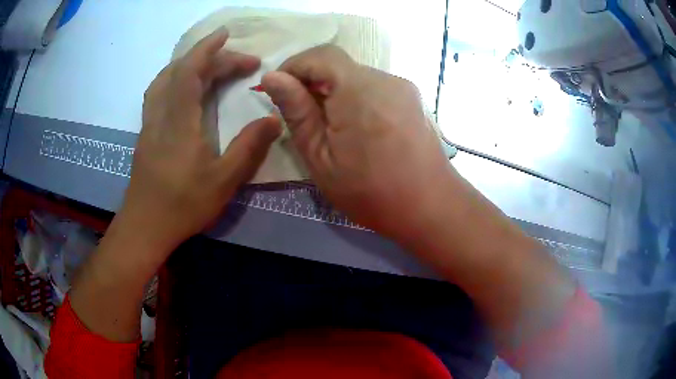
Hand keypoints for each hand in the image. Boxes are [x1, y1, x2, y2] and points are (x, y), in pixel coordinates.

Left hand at [121, 29, 280, 254]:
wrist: (146, 226)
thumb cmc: (183, 206)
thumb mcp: (223, 181)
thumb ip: (249, 148)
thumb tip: (273, 119)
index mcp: (179, 121)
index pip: (190, 71)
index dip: (208, 49)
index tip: (228, 35)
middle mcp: (161, 114)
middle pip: (181, 71)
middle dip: (211, 58)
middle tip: (242, 62)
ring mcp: (150, 122)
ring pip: (164, 79)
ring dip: (188, 64)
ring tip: (212, 65)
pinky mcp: (146, 132)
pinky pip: (159, 92)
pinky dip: (175, 78)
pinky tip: (186, 88)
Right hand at [261, 46, 453, 242]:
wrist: (429, 207)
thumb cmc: (370, 192)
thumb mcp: (320, 157)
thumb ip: (297, 112)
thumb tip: (272, 77)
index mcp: (359, 90)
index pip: (320, 55)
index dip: (293, 66)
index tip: (278, 91)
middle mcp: (385, 79)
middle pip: (339, 64)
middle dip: (312, 82)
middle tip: (302, 116)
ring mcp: (403, 87)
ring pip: (356, 76)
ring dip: (334, 91)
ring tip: (330, 127)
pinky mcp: (411, 98)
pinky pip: (374, 87)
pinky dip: (355, 98)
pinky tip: (356, 128)